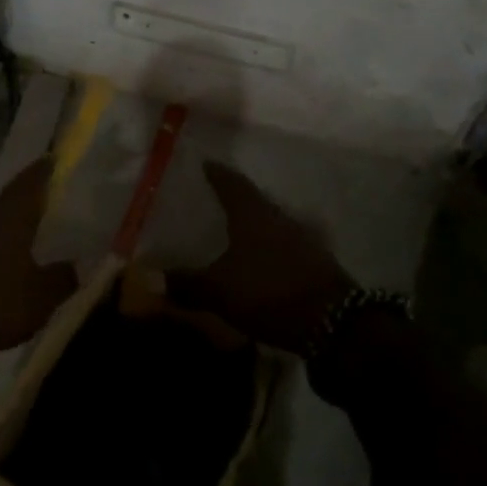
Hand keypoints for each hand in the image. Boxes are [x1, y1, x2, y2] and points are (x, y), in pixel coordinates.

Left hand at [0, 159, 75, 361]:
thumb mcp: (41, 298)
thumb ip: (63, 277)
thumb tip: (78, 264)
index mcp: (8, 217)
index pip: (29, 181)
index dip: (44, 170)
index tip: (55, 159)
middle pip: (10, 201)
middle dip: (29, 202)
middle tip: (51, 206)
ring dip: (10, 227)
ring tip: (30, 238)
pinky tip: (2, 265)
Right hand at [166, 163, 354, 351]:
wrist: (335, 322)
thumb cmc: (269, 292)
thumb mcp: (219, 291)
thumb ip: (186, 284)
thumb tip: (151, 279)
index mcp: (253, 215)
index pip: (232, 184)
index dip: (217, 174)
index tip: (206, 163)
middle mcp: (279, 219)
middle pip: (254, 202)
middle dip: (234, 200)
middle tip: (214, 200)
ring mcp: (302, 241)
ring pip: (270, 225)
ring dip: (252, 227)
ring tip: (233, 233)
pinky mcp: (316, 264)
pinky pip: (283, 248)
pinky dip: (267, 250)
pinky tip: (257, 263)